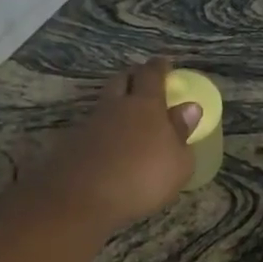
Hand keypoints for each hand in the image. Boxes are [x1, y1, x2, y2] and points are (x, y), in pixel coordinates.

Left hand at [39, 58, 200, 229]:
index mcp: (145, 105)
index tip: (165, 63)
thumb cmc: (142, 179)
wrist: (82, 198)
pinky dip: (103, 130)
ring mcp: (90, 123)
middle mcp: (115, 106)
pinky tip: (108, 145)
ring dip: (116, 104)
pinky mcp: (72, 143)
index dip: (159, 67)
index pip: (151, 74)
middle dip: (133, 77)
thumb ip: (182, 133)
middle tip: (142, 82)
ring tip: (126, 116)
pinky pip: (92, 127)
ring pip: (104, 103)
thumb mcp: (178, 163)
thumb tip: (189, 108)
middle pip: (122, 80)